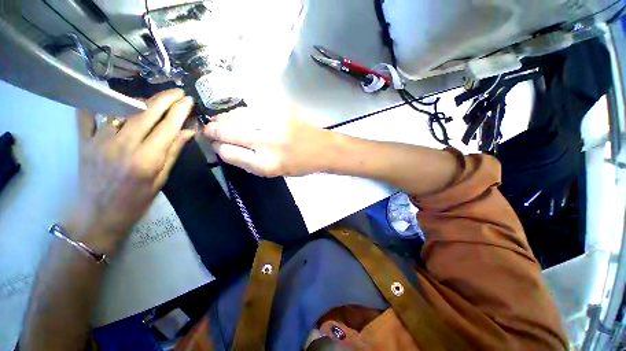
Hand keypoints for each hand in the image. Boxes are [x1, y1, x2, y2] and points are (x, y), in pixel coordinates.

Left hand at [67, 89, 194, 255]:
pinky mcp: (83, 141)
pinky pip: (87, 114)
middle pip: (146, 112)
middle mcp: (123, 144)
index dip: (180, 110)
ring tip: (153, 101)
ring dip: (141, 101)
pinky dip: (96, 102)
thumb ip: (173, 152)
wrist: (98, 216)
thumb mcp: (161, 179)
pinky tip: (106, 96)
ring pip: (122, 109)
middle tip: (177, 92)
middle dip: (165, 98)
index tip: (189, 100)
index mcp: (147, 158)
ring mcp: (99, 140)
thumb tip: (188, 131)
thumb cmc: (136, 201)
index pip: (168, 126)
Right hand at [203, 106, 336, 176]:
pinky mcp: (279, 109)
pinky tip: (240, 116)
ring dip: (224, 119)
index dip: (218, 148)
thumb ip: (250, 162)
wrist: (322, 149)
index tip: (216, 146)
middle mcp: (265, 143)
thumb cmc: (300, 165)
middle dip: (212, 131)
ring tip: (221, 121)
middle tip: (210, 130)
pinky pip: (250, 108)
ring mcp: (272, 123)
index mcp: (264, 164)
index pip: (227, 153)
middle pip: (225, 131)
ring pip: (235, 116)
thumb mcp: (274, 173)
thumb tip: (227, 149)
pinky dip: (241, 112)